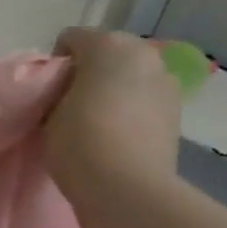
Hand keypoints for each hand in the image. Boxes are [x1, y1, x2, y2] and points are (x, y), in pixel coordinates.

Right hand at [43, 28, 181, 201]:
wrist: (128, 189)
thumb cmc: (80, 143)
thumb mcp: (48, 114)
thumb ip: (57, 91)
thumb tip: (67, 92)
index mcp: (107, 45)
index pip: (71, 38)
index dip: (56, 63)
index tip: (49, 92)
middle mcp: (143, 53)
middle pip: (108, 51)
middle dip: (90, 70)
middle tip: (73, 103)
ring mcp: (166, 81)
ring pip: (130, 74)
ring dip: (114, 87)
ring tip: (99, 120)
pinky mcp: (178, 110)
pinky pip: (146, 97)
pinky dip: (133, 106)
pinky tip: (120, 132)